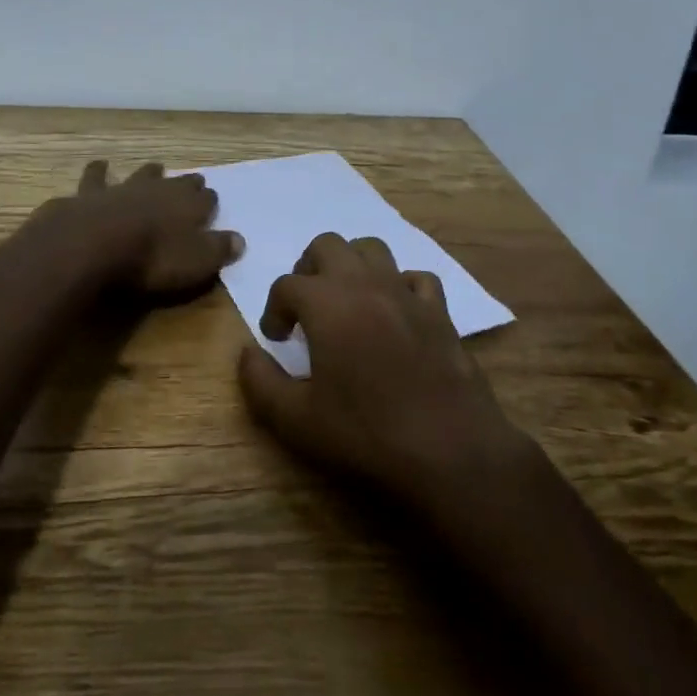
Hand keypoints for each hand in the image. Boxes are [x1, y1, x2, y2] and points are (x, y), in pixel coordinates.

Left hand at [27, 160, 243, 302]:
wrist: (93, 242)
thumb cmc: (152, 258)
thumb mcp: (196, 262)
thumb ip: (219, 249)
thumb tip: (240, 240)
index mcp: (188, 205)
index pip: (207, 199)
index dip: (210, 201)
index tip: (212, 202)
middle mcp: (159, 189)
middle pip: (177, 182)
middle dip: (186, 182)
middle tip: (192, 180)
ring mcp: (124, 188)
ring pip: (141, 174)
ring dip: (148, 172)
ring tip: (154, 167)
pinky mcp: (91, 194)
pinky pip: (97, 178)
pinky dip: (99, 172)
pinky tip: (99, 165)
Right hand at [237, 232, 532, 510]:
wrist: (450, 451)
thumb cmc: (366, 434)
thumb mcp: (296, 421)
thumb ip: (261, 382)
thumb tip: (246, 352)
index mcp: (326, 303)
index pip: (287, 285)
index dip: (274, 309)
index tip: (277, 338)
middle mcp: (364, 283)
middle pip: (328, 245)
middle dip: (309, 269)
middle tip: (306, 307)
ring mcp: (405, 292)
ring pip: (372, 248)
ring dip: (352, 265)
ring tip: (346, 299)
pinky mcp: (439, 310)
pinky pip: (415, 277)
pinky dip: (400, 286)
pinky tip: (395, 312)